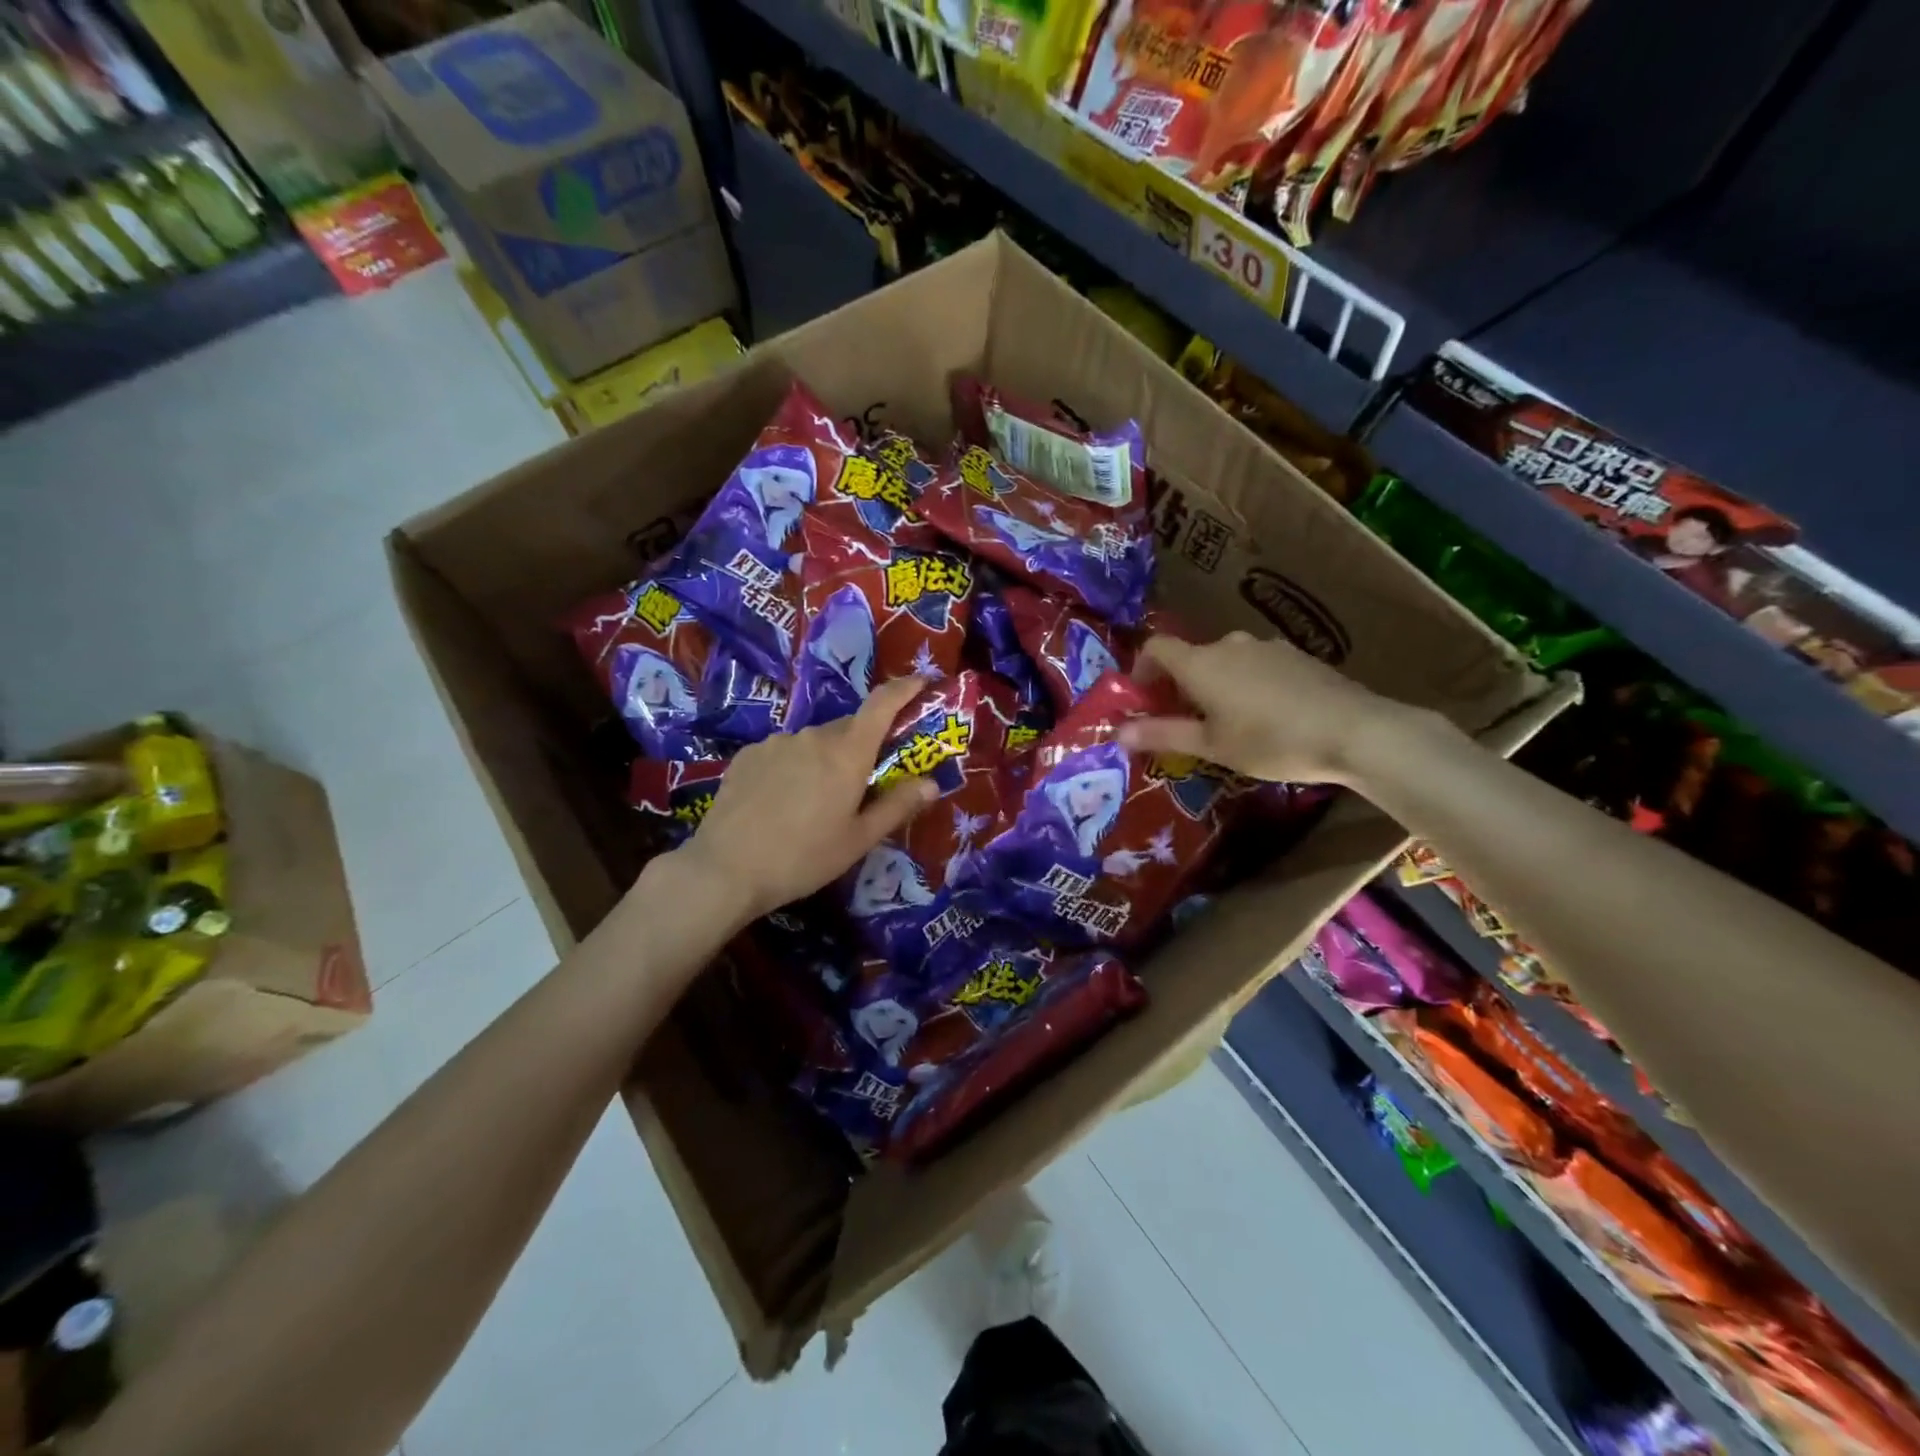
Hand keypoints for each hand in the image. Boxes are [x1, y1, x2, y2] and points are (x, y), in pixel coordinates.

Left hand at [676, 675, 938, 921]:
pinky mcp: (748, 755)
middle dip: (863, 745)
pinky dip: (794, 766)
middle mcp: (813, 736)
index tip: (921, 682)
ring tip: (817, 801)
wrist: (725, 869)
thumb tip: (932, 784)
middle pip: (849, 728)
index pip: (882, 704)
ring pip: (814, 742)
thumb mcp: (858, 840)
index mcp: (847, 753)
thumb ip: (897, 806)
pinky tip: (782, 801)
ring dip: (825, 759)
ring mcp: (776, 742)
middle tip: (864, 781)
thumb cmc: (803, 858)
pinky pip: (784, 752)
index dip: (904, 688)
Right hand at [1119, 631, 1404, 784]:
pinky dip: (1247, 685)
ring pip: (1226, 662)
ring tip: (1229, 724)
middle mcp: (1229, 644)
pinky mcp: (1297, 656)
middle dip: (1181, 685)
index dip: (1141, 668)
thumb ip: (1162, 734)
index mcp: (1200, 662)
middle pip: (1192, 656)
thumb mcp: (1211, 745)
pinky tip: (1267, 717)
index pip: (1156, 647)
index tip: (1144, 698)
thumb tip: (1118, 732)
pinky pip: (1256, 666)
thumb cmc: (1270, 740)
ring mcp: (1267, 647)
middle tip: (1186, 722)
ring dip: (1216, 685)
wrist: (1354, 730)